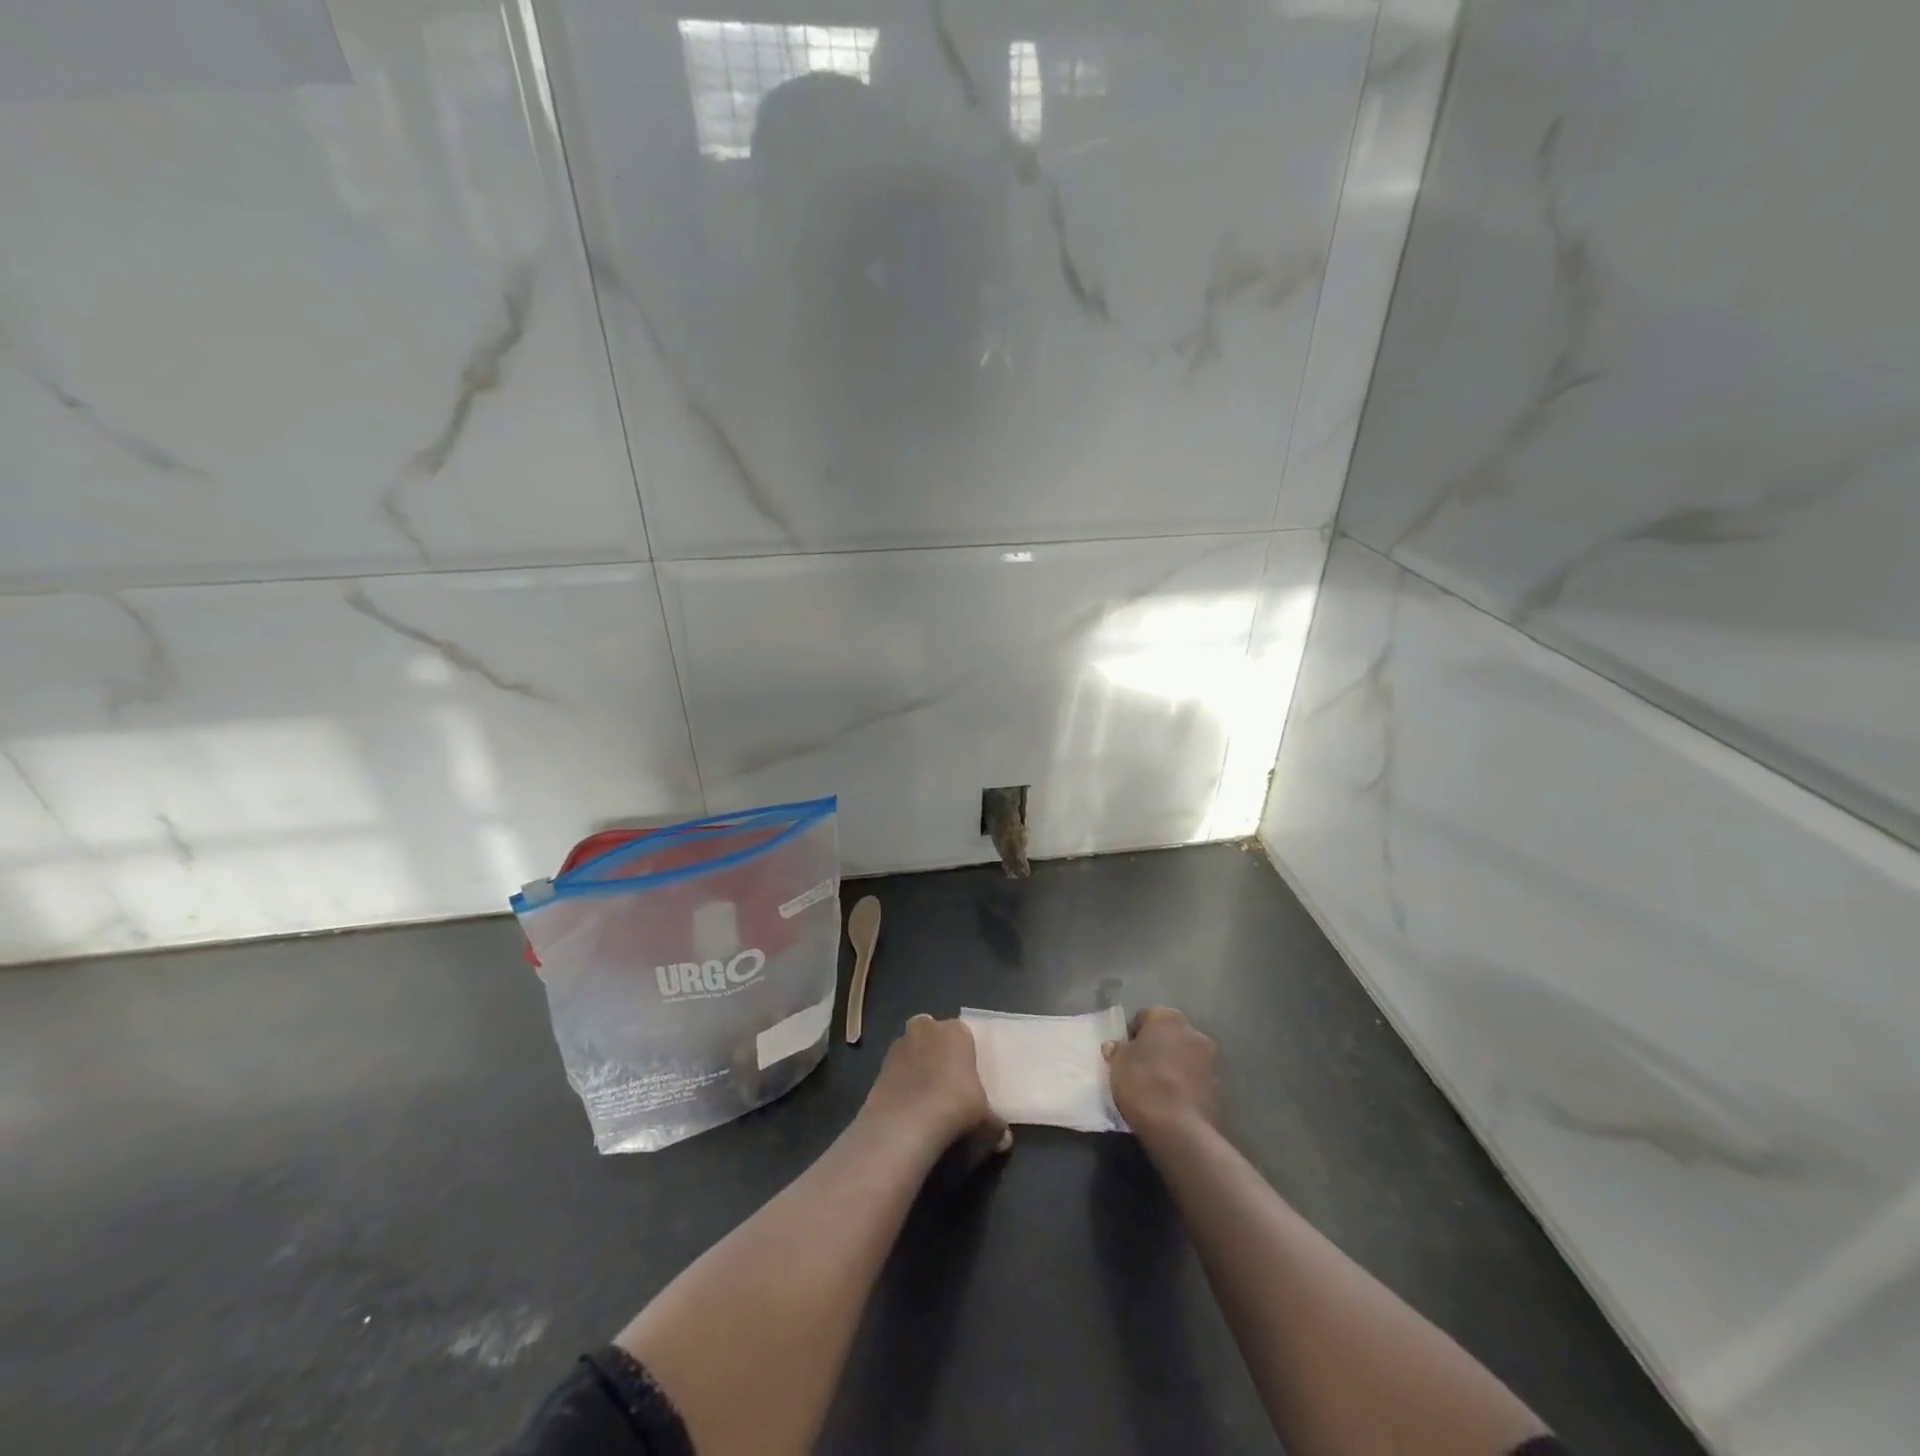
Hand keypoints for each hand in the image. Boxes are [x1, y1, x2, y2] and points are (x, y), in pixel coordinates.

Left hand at [862, 1014, 1009, 1156]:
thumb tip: (1005, 1140)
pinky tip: (908, 1109)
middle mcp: (926, 1029)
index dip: (965, 1056)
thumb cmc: (956, 1107)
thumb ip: (996, 1126)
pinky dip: (901, 1085)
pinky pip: (896, 1072)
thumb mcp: (986, 1121)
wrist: (906, 1123)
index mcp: (956, 1031)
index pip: (963, 1035)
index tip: (968, 1079)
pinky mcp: (879, 1066)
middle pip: (933, 1036)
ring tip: (926, 1100)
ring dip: (917, 1067)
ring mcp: (899, 1045)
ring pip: (912, 1051)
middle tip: (946, 1084)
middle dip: (937, 1053)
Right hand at [1103, 1007, 1219, 1139]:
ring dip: (1172, 1066)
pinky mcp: (1219, 1088)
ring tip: (1155, 1089)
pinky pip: (1194, 1079)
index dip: (1132, 1035)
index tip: (1124, 1054)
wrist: (1179, 1129)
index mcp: (1168, 1017)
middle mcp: (1193, 1032)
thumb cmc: (1143, 1084)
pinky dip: (1184, 1085)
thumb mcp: (1118, 1064)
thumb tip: (1114, 1045)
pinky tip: (1171, 1102)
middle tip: (1139, 1069)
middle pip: (1168, 1035)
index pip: (1145, 1017)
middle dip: (1156, 1048)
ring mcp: (1210, 1060)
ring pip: (1184, 1057)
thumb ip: (1117, 1050)